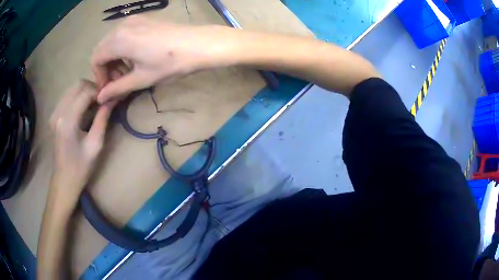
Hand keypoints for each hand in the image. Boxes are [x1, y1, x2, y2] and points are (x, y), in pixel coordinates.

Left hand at [49, 80, 115, 209]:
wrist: (64, 181)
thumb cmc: (81, 167)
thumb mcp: (96, 145)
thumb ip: (103, 119)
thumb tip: (113, 99)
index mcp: (68, 121)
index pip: (85, 92)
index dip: (100, 92)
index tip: (109, 99)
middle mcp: (58, 113)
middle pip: (77, 85)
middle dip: (92, 88)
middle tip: (102, 101)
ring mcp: (54, 114)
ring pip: (72, 89)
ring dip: (85, 92)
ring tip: (94, 105)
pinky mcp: (53, 116)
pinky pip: (67, 97)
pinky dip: (77, 97)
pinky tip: (83, 109)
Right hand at [91, 16, 232, 102]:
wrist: (199, 44)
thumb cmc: (169, 63)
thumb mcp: (141, 79)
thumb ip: (117, 88)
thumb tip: (100, 98)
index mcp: (118, 39)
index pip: (96, 59)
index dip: (99, 77)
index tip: (109, 89)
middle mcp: (122, 25)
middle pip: (102, 49)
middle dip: (106, 68)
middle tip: (119, 82)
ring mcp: (134, 20)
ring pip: (112, 41)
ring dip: (115, 58)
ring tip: (129, 72)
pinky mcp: (143, 19)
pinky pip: (124, 34)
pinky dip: (123, 48)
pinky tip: (136, 58)